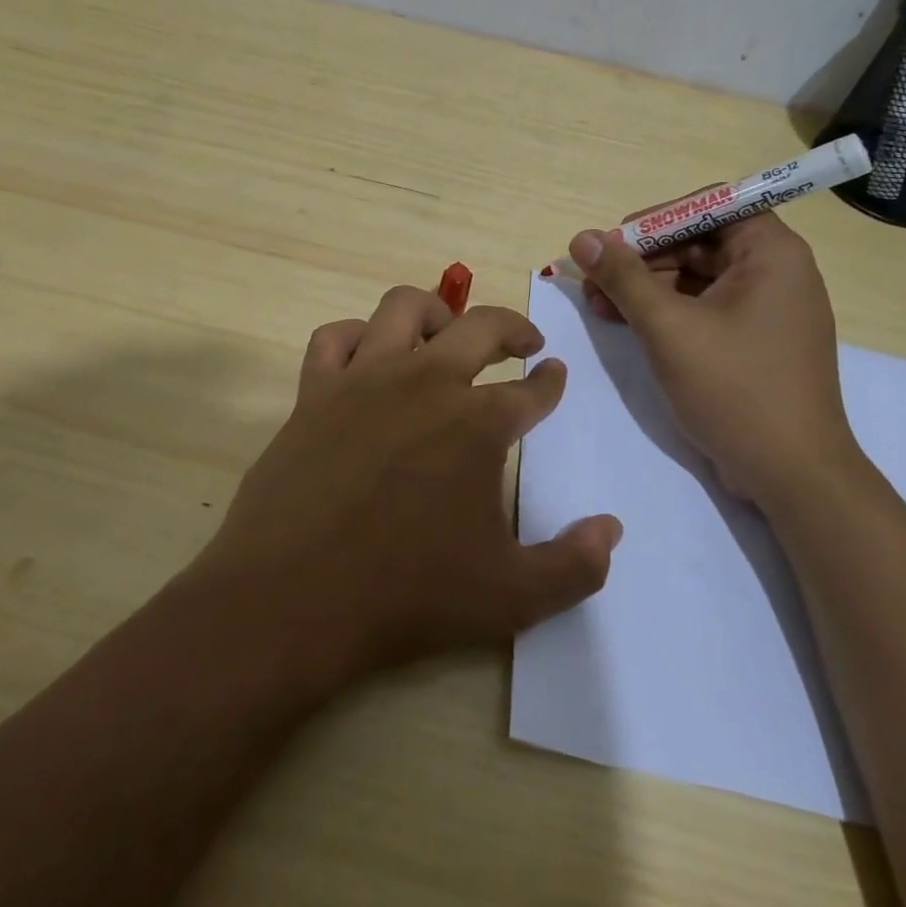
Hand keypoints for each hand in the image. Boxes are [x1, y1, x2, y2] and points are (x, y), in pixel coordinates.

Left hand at [191, 286, 621, 685]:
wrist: (293, 598)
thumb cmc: (406, 595)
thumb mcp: (510, 597)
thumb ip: (574, 565)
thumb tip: (612, 528)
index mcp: (478, 423)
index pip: (530, 391)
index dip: (550, 382)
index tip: (554, 374)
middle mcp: (425, 382)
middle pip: (480, 327)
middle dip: (512, 328)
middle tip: (524, 342)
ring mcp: (364, 379)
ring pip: (404, 308)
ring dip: (436, 312)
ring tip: (447, 332)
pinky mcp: (314, 390)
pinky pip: (334, 338)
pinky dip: (356, 335)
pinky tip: (367, 354)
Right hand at [569, 212, 863, 506]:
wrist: (792, 475)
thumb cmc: (735, 389)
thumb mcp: (668, 327)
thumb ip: (623, 278)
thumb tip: (581, 239)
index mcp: (771, 253)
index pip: (709, 206)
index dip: (656, 219)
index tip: (613, 242)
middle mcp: (776, 271)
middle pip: (698, 242)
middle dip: (641, 259)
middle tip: (593, 279)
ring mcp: (766, 309)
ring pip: (696, 277)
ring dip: (646, 287)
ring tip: (597, 304)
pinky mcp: (754, 341)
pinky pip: (704, 308)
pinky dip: (666, 312)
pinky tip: (624, 323)